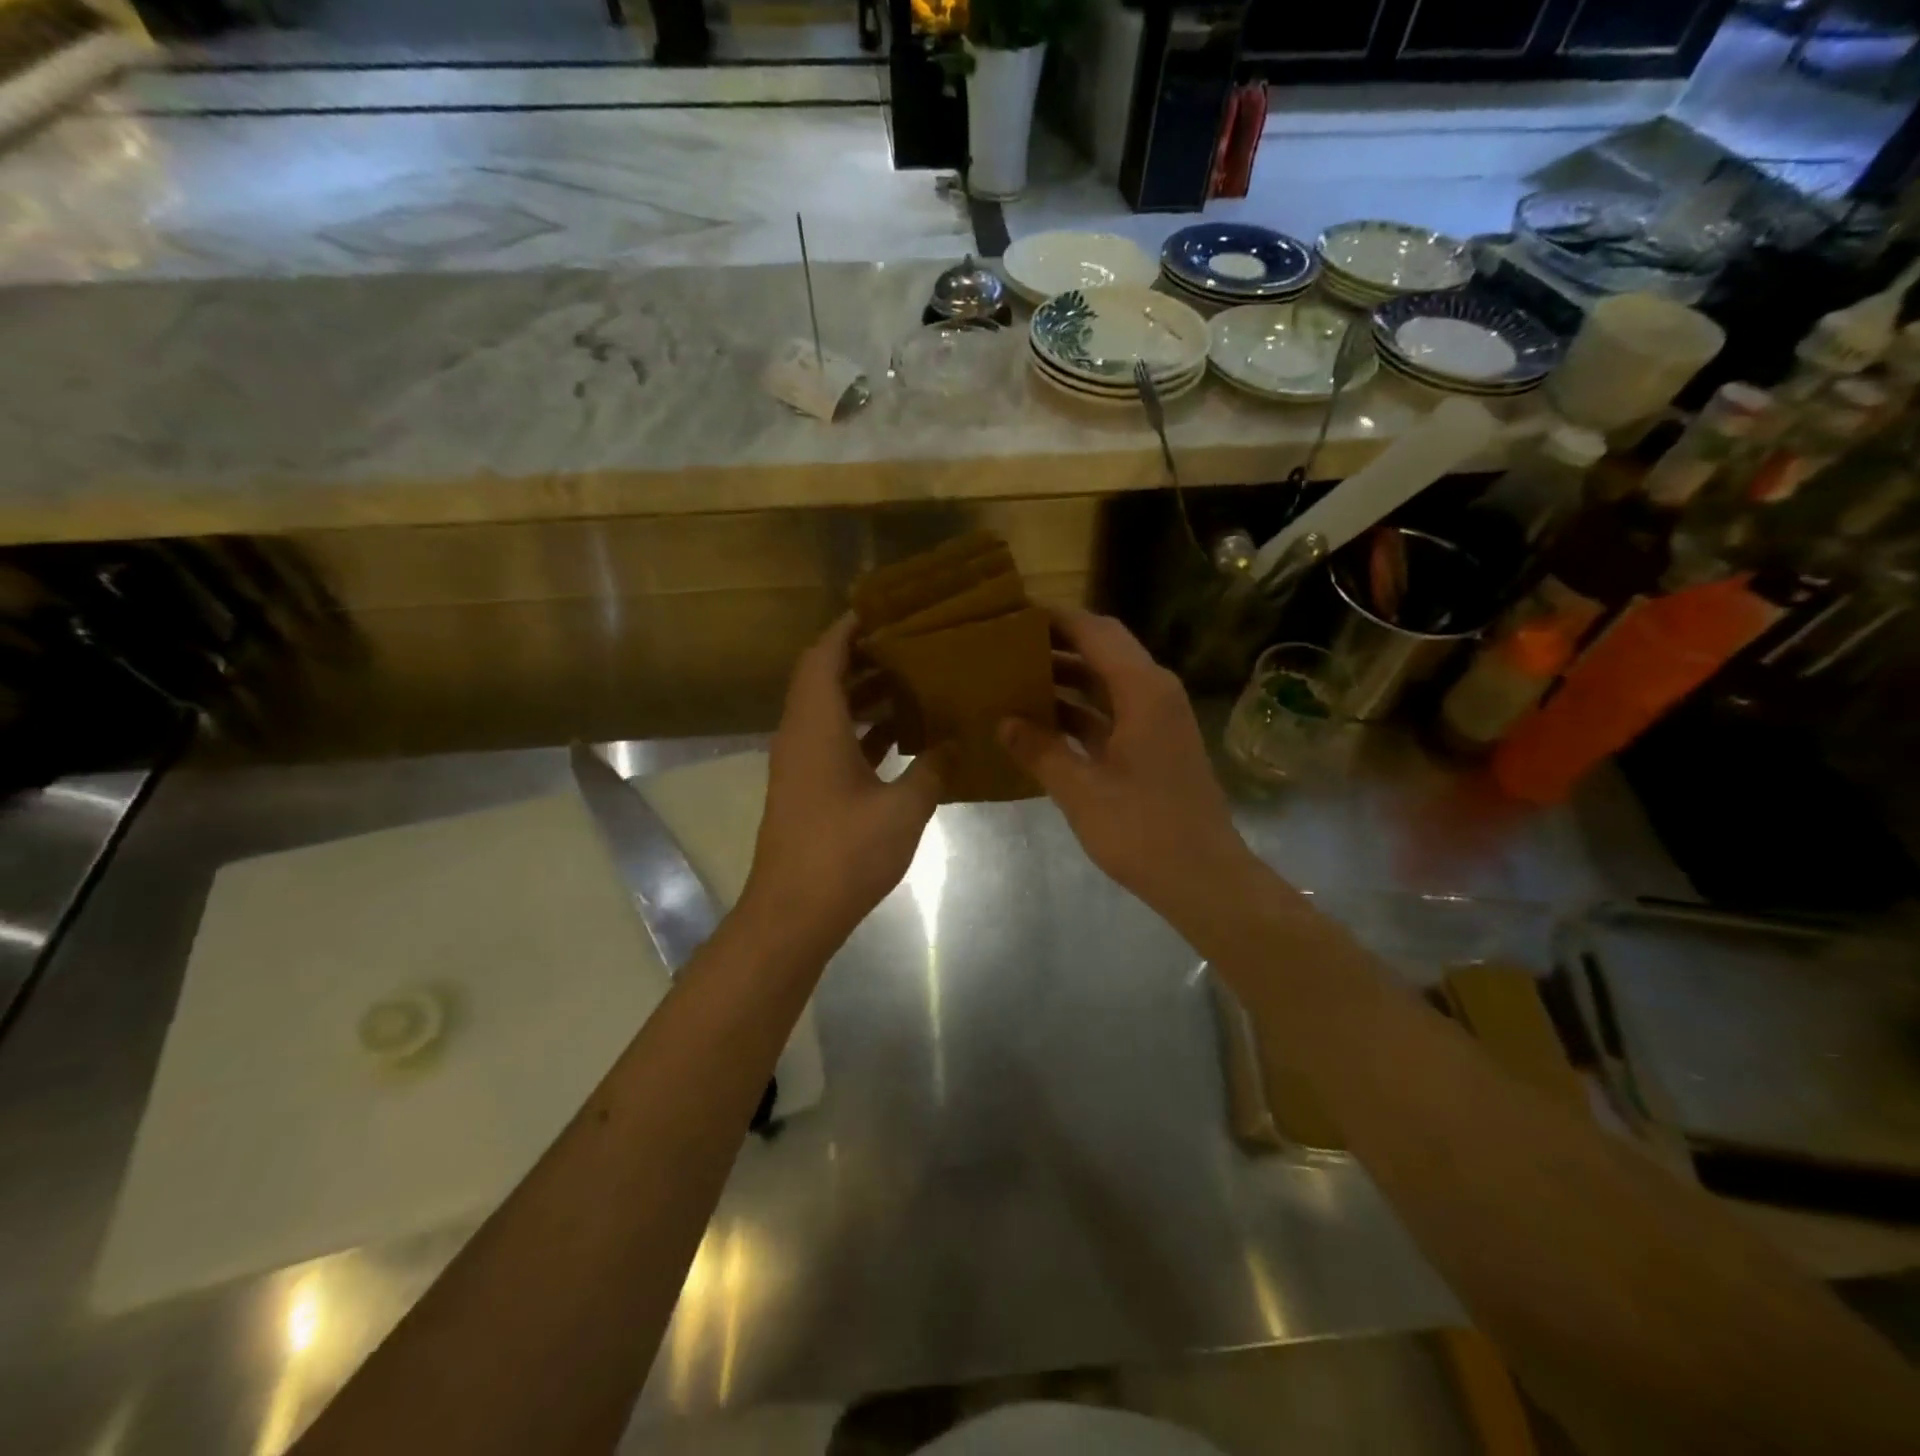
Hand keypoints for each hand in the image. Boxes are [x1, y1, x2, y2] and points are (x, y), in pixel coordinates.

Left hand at [743, 614, 944, 949]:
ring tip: (912, 682)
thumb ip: (931, 768)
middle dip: (863, 656)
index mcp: (816, 725)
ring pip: (828, 710)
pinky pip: (832, 740)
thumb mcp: (903, 808)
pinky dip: (861, 729)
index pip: (824, 655)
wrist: (793, 913)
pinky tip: (900, 736)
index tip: (884, 610)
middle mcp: (800, 734)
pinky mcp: (805, 788)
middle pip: (824, 677)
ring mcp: (799, 763)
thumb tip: (951, 743)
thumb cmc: (845, 852)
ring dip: (864, 693)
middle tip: (910, 644)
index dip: (849, 628)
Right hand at [1000, 608, 1252, 916]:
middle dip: (1057, 644)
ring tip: (1015, 678)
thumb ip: (1040, 750)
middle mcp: (1154, 692)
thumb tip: (1003, 722)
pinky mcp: (1154, 744)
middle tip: (1007, 645)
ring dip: (1066, 678)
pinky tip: (1041, 723)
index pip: (1095, 631)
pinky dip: (1079, 711)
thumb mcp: (1081, 790)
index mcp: (1143, 690)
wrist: (1203, 877)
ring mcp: (1157, 719)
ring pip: (1106, 682)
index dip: (1055, 618)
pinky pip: (1111, 711)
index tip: (1013, 612)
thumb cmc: (1143, 830)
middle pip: (1103, 650)